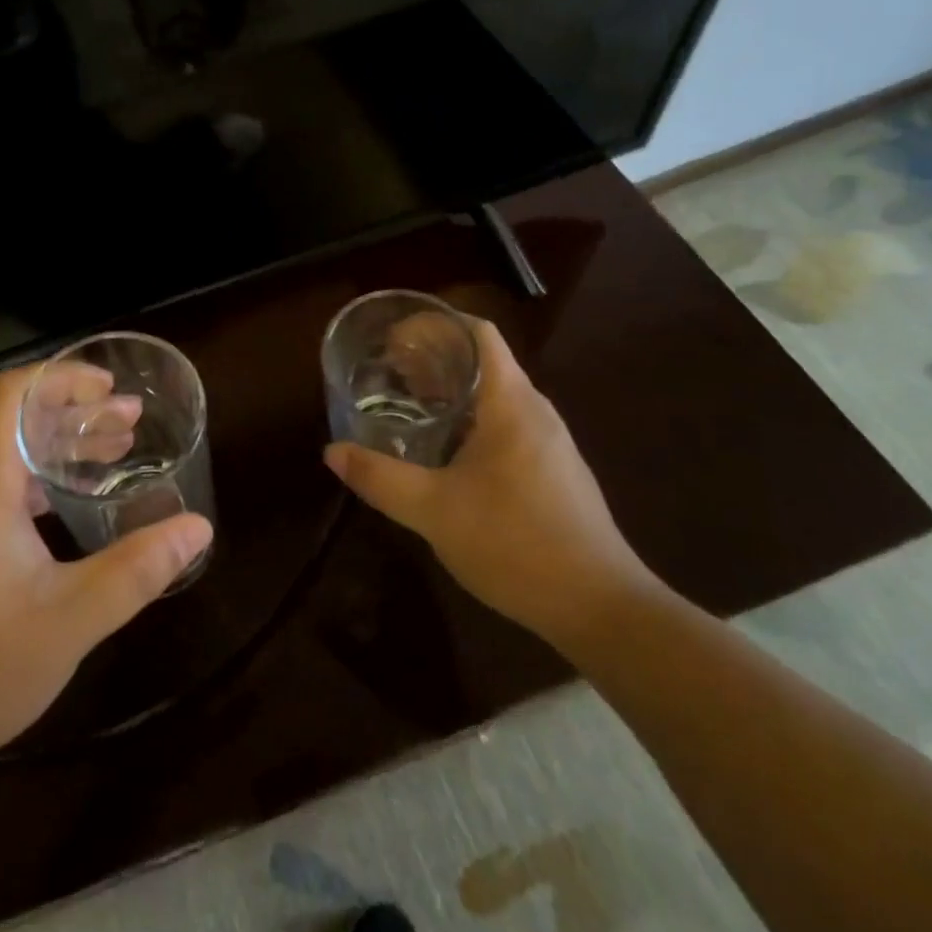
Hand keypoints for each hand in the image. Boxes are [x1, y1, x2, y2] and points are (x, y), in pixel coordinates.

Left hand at [0, 364, 211, 776]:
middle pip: (16, 423)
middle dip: (76, 413)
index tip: (109, 387)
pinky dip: (40, 481)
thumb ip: (137, 570)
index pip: (12, 395)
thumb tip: (197, 527)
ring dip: (61, 448)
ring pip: (8, 458)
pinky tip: (72, 504)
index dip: (61, 377)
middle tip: (132, 421)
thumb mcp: (70, 620)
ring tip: (117, 452)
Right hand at [323, 318, 655, 646]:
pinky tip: (442, 452)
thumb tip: (332, 452)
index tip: (394, 335)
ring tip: (406, 403)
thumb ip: (379, 478)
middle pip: (483, 361)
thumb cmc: (515, 543)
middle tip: (387, 370)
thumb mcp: (433, 510)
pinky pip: (504, 425)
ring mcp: (548, 443)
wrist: (599, 607)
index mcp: (511, 403)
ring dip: (450, 391)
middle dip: (433, 358)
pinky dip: (468, 420)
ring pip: (494, 396)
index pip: (477, 333)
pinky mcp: (553, 471)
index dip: (435, 324)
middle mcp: (535, 412)